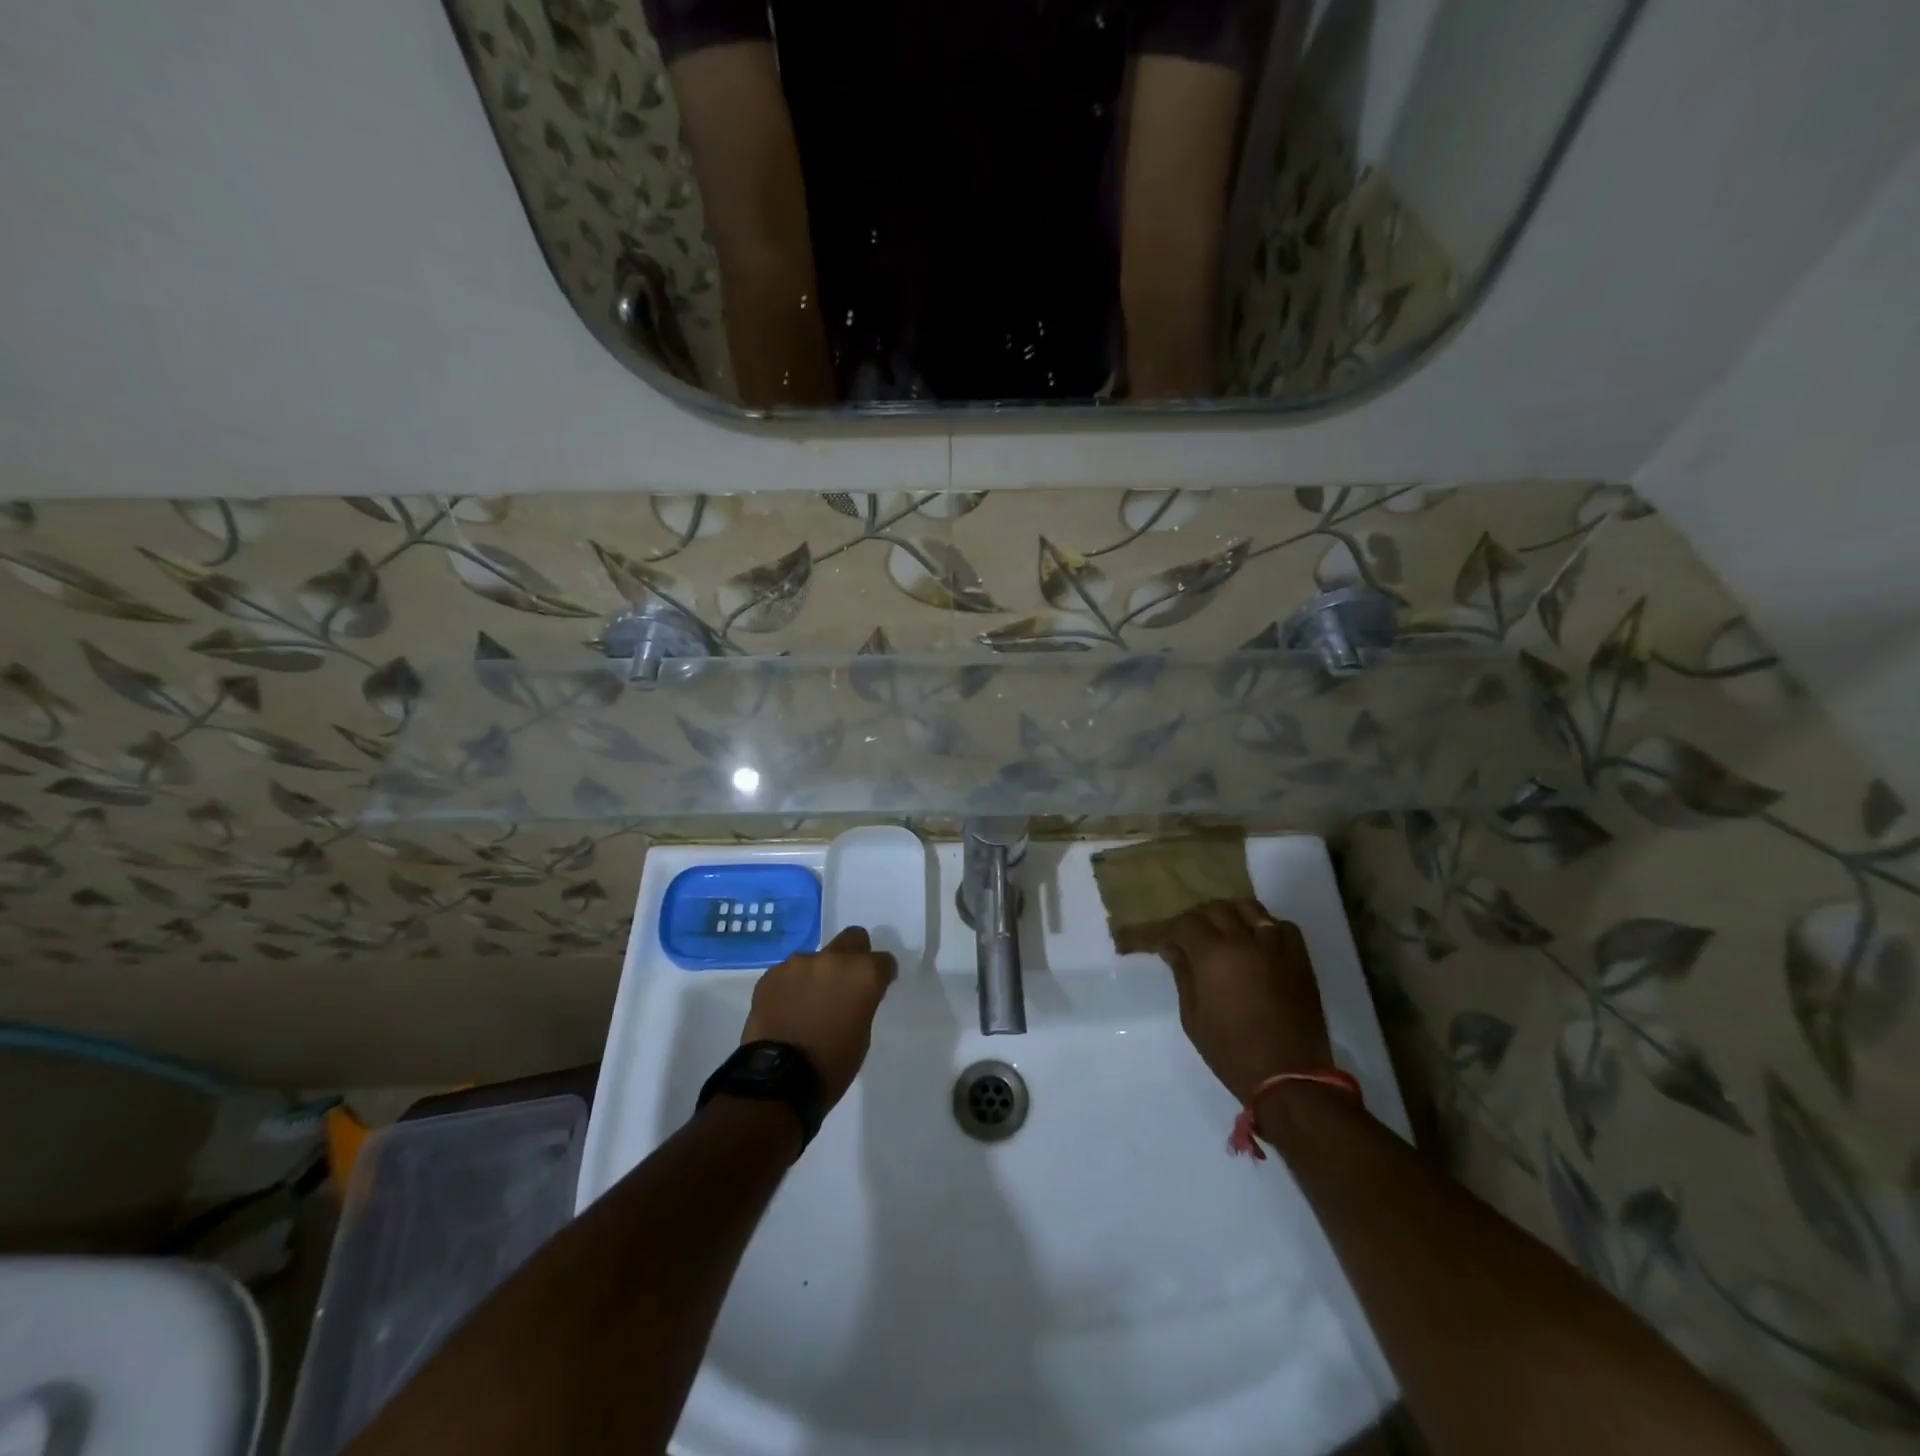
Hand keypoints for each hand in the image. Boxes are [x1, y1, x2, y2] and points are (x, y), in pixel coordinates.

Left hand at [742, 925, 896, 1110]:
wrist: (778, 1080)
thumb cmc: (831, 1065)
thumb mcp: (862, 1035)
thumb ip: (861, 1003)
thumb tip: (853, 995)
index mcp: (863, 974)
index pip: (883, 961)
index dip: (882, 975)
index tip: (877, 988)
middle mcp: (833, 959)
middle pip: (852, 939)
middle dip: (854, 955)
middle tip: (846, 982)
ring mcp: (799, 964)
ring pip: (816, 958)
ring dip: (818, 974)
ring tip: (808, 1003)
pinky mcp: (771, 975)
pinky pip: (789, 973)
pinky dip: (792, 986)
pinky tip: (787, 1009)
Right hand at [1159, 899, 1332, 1105]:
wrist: (1289, 1076)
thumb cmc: (1231, 1051)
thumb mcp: (1193, 1017)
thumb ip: (1183, 975)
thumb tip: (1173, 948)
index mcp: (1213, 955)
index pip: (1186, 923)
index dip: (1173, 930)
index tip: (1168, 944)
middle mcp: (1244, 941)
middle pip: (1217, 909)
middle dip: (1200, 919)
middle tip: (1193, 937)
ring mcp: (1276, 946)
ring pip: (1250, 908)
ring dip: (1232, 915)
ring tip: (1226, 932)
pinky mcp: (1300, 958)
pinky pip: (1281, 926)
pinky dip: (1266, 927)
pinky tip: (1259, 943)